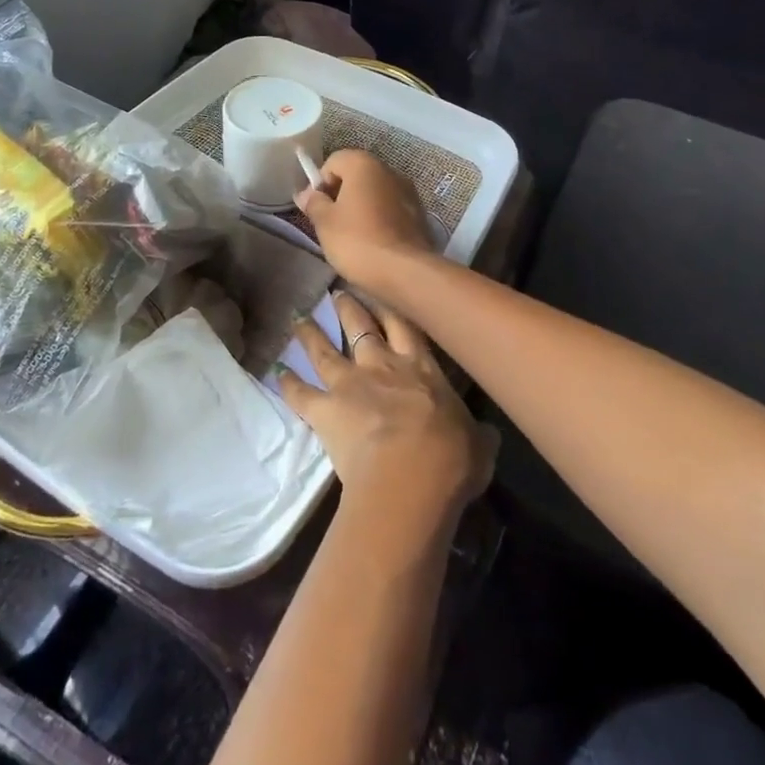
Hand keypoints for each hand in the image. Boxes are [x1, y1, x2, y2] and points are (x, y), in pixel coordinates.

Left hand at [279, 291, 497, 536]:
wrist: (411, 477)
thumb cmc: (452, 459)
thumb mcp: (478, 445)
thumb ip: (478, 434)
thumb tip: (488, 434)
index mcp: (421, 368)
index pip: (406, 326)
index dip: (391, 306)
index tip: (381, 287)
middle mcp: (382, 365)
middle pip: (362, 326)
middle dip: (349, 308)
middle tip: (337, 293)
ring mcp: (350, 383)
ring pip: (325, 350)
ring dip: (311, 334)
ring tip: (299, 318)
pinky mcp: (324, 409)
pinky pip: (300, 393)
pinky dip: (287, 383)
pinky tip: (275, 372)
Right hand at [295, 150, 435, 288]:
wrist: (406, 272)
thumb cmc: (358, 241)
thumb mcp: (325, 223)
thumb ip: (313, 203)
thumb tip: (307, 194)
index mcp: (364, 165)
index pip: (334, 161)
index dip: (320, 183)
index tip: (316, 208)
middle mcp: (389, 170)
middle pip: (356, 175)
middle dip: (340, 195)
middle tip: (331, 223)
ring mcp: (409, 191)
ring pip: (375, 193)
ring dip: (361, 207)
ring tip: (352, 236)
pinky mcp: (420, 214)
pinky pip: (391, 209)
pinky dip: (380, 219)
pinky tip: (373, 243)